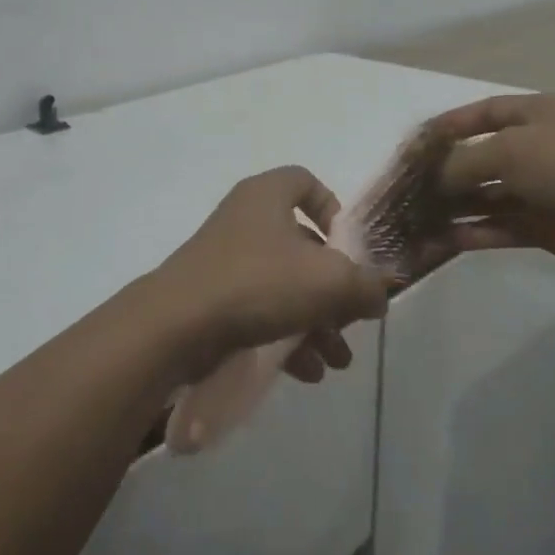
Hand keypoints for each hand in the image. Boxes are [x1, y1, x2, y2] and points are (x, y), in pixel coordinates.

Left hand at [150, 166, 390, 386]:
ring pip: (284, 286)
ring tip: (336, 362)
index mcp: (267, 196)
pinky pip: (259, 312)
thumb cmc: (258, 283)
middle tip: (351, 323)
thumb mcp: (329, 281)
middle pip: (302, 246)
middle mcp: (244, 220)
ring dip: (316, 323)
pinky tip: (306, 372)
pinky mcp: (212, 298)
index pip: (305, 182)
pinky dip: (285, 338)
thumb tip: (379, 294)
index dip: (332, 209)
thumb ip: (365, 285)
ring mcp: (225, 261)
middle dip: (333, 290)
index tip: (349, 248)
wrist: (175, 326)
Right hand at [427, 94, 554, 268]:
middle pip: (482, 157)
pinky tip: (442, 239)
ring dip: (455, 206)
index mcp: (536, 114)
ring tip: (417, 217)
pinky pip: (499, 226)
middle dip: (447, 171)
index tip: (417, 140)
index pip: (485, 112)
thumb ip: (464, 161)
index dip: (451, 124)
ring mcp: (540, 188)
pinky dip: (474, 232)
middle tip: (409, 186)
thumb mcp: (509, 149)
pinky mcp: (542, 225)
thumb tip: (434, 177)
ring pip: (487, 196)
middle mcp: (537, 148)